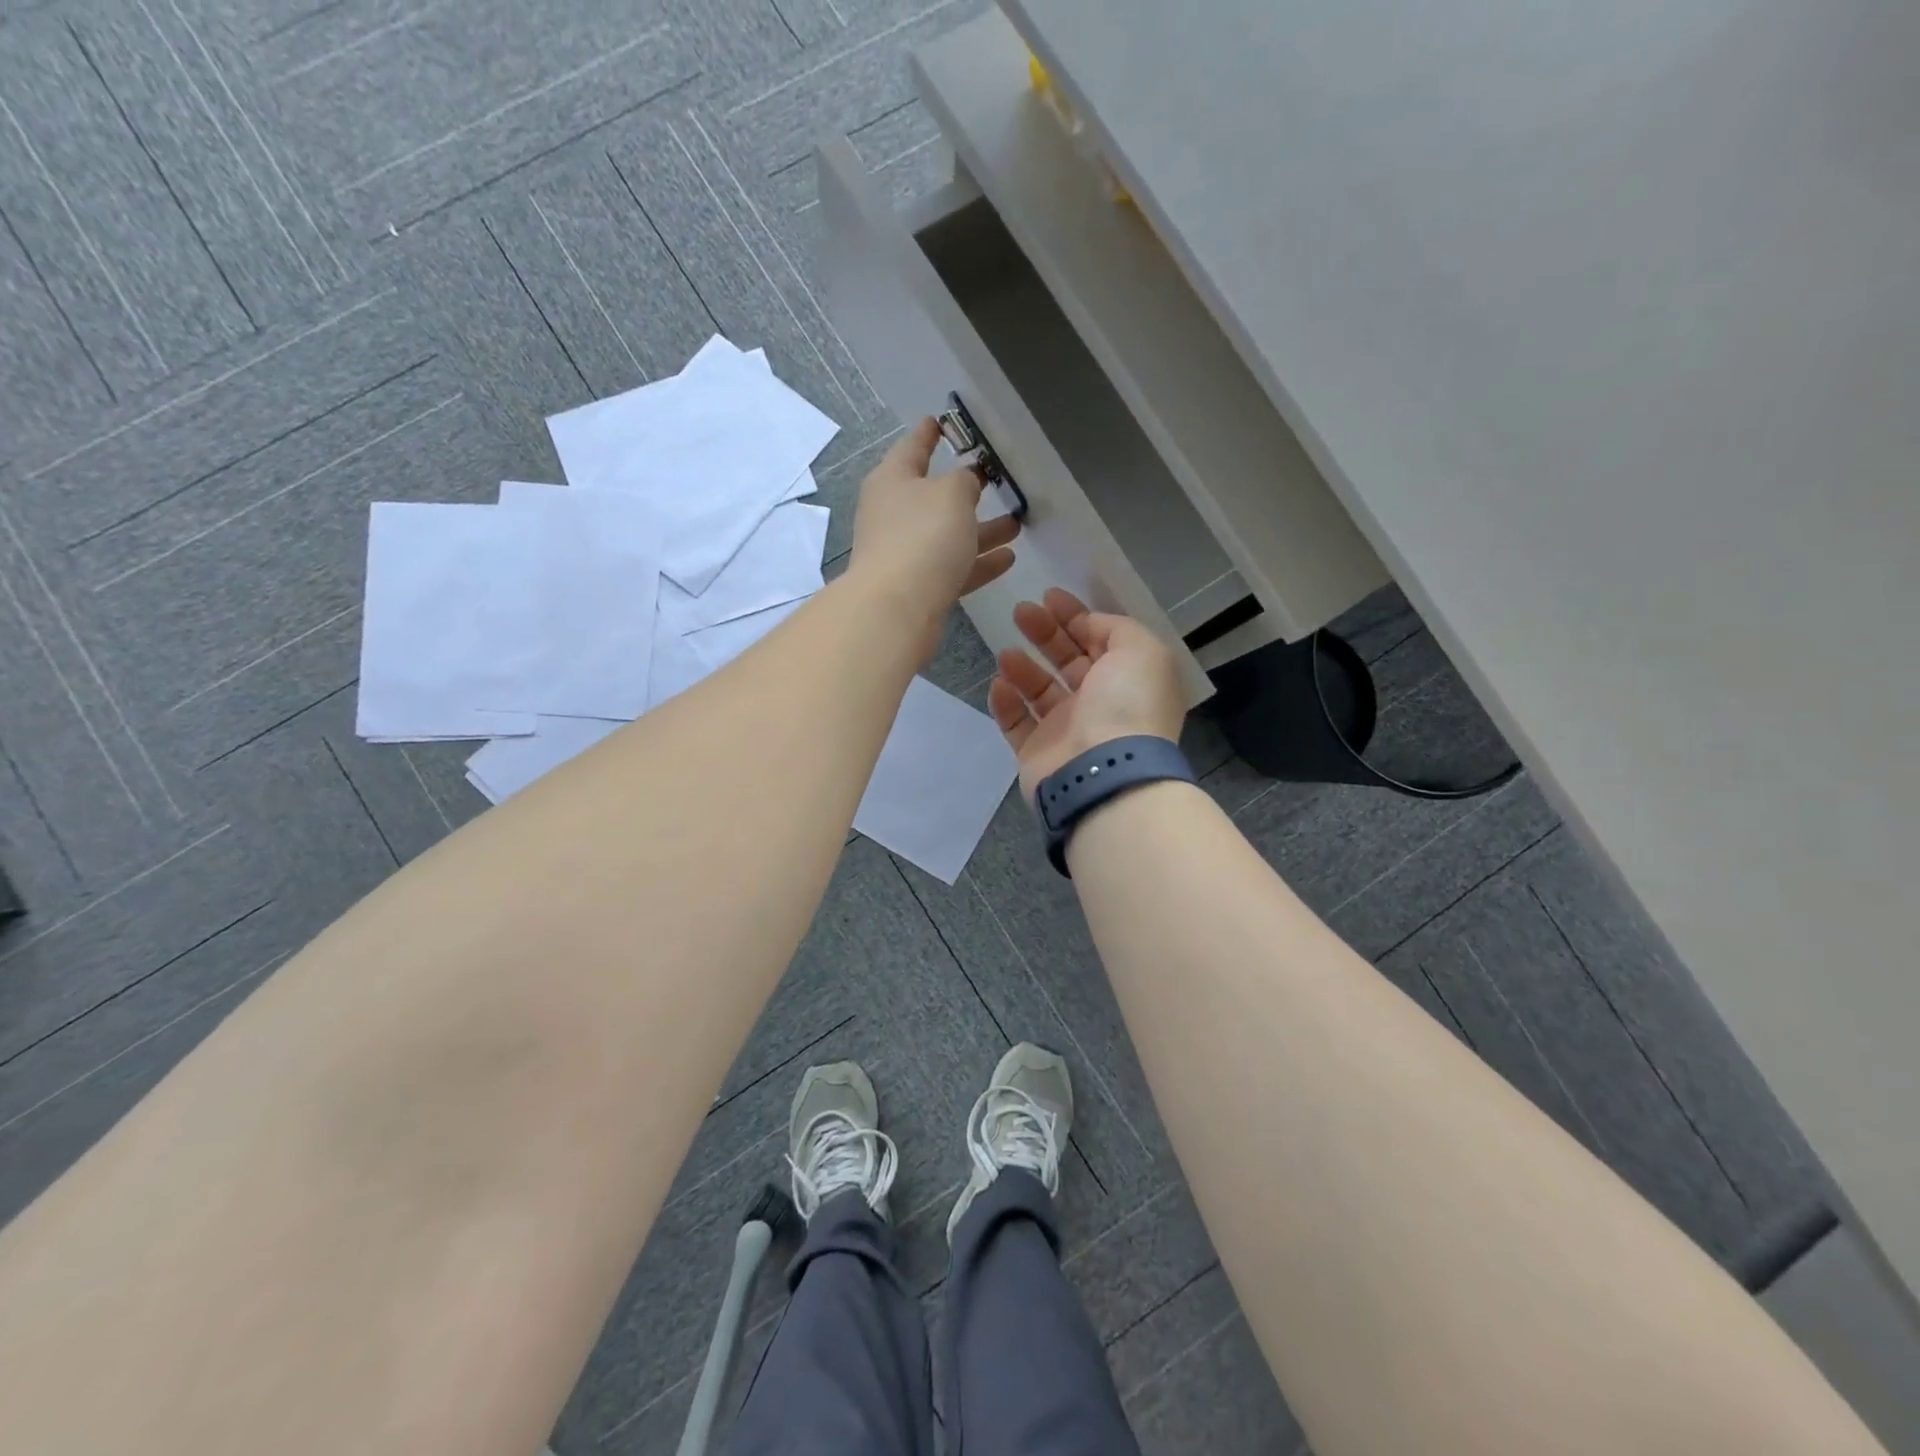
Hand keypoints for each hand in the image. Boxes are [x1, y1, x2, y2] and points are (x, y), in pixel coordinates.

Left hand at [847, 417, 1019, 661]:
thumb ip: (965, 481)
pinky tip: (1008, 559)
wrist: (896, 609)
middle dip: (966, 490)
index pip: (912, 447)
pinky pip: (953, 567)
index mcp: (893, 480)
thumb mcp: (952, 494)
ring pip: (948, 535)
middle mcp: (893, 514)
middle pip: (933, 496)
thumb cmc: (923, 537)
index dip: (928, 433)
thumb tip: (966, 482)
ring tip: (1016, 525)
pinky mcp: (917, 587)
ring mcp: (904, 553)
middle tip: (994, 480)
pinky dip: (978, 562)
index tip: (940, 422)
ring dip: (981, 530)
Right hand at [989, 589, 1187, 796]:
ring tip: (1006, 652)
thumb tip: (1088, 625)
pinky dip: (1006, 703)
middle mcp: (1100, 703)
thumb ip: (1116, 628)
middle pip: (1068, 661)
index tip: (1049, 596)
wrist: (1102, 771)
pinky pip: (1016, 723)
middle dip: (1045, 633)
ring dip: (1023, 667)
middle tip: (1021, 611)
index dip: (1076, 616)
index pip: (1100, 640)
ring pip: (1040, 691)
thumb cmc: (1126, 705)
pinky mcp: (1037, 753)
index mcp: (1128, 679)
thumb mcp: (1140, 649)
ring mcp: (1067, 731)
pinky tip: (1000, 684)